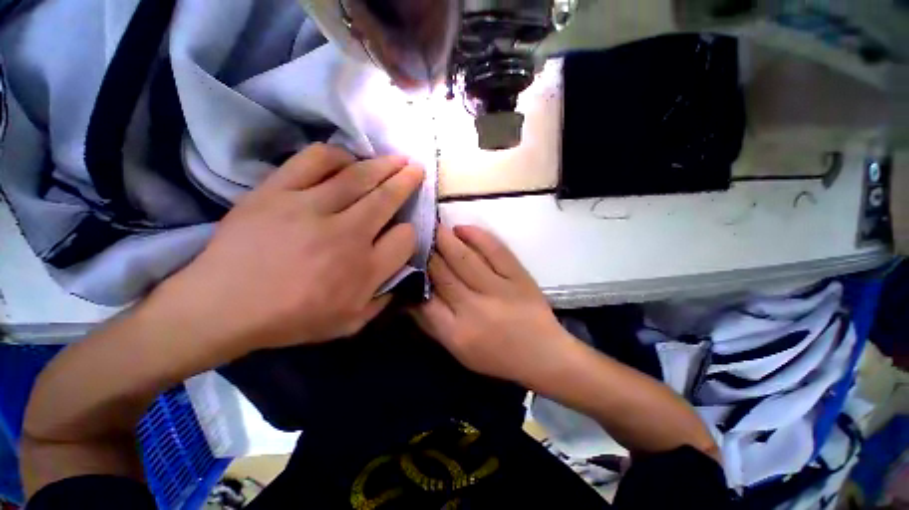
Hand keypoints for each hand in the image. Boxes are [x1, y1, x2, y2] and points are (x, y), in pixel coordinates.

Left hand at [150, 143, 424, 352]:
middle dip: (408, 182)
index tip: (403, 230)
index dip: (409, 232)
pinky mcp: (278, 191)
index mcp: (364, 269)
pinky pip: (315, 161)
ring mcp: (310, 209)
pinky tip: (348, 159)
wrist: (222, 307)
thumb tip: (401, 275)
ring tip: (396, 159)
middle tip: (417, 169)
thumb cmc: (291, 320)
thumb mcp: (350, 324)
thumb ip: (383, 300)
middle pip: (388, 199)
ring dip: (384, 165)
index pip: (405, 238)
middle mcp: (346, 235)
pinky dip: (338, 156)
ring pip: (359, 176)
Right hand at [413, 226, 580, 387]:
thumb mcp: (458, 351)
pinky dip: (477, 236)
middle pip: (442, 273)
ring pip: (464, 258)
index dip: (413, 276)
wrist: (543, 355)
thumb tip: (409, 297)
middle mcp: (474, 309)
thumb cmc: (497, 357)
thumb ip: (431, 325)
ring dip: (446, 239)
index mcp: (457, 332)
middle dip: (426, 252)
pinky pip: (496, 250)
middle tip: (415, 234)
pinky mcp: (519, 277)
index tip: (405, 259)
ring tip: (434, 227)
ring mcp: (499, 290)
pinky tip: (462, 228)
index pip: (424, 299)